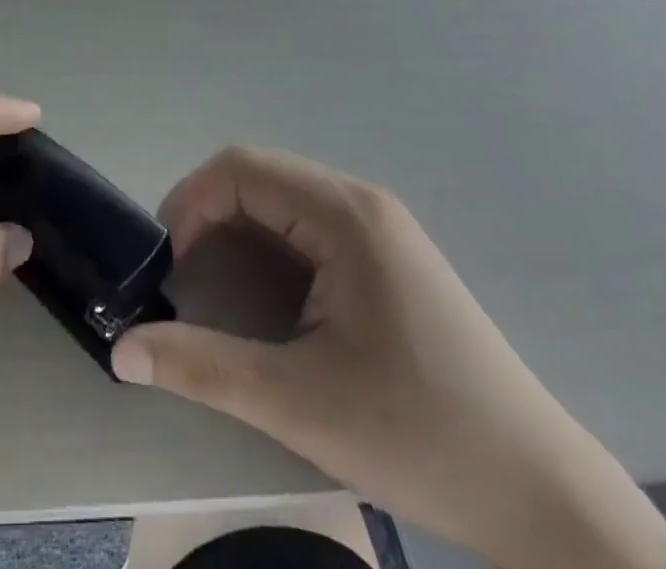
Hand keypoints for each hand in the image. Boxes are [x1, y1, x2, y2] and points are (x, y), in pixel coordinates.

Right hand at [111, 148, 665, 568]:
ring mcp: (380, 227)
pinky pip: (308, 223)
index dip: (190, 201)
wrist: (545, 497)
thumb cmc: (422, 438)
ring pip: (282, 197)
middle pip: (260, 175)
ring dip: (236, 226)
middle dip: (207, 212)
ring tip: (212, 282)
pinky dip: (269, 242)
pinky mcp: (388, 255)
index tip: (166, 261)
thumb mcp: (299, 404)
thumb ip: (203, 368)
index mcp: (345, 215)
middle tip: (180, 274)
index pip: (242, 168)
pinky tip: (265, 293)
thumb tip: (120, 352)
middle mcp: (362, 202)